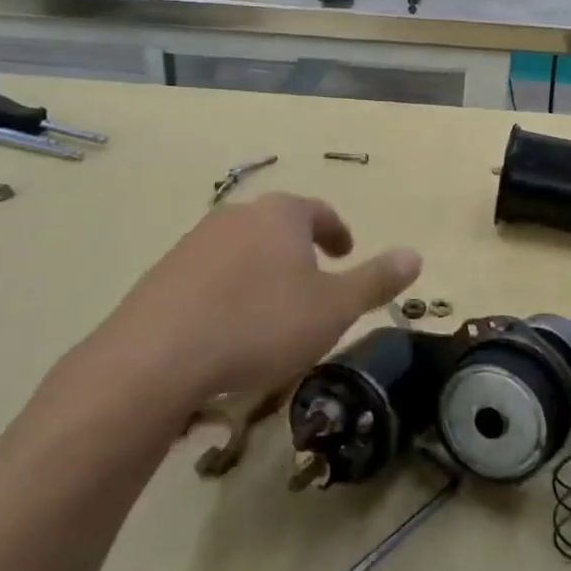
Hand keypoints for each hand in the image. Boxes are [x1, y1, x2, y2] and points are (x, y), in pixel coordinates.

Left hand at [71, 193, 420, 429]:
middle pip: (278, 226)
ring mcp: (194, 243)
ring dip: (264, 270)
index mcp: (281, 216)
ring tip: (274, 308)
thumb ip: (376, 280)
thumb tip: (415, 255)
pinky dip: (229, 290)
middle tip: (316, 281)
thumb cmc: (260, 325)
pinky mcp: (162, 275)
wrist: (155, 359)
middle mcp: (237, 217)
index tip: (346, 252)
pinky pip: (210, 274)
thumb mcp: (333, 308)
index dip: (337, 232)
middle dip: (300, 249)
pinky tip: (229, 326)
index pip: (319, 212)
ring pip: (243, 249)